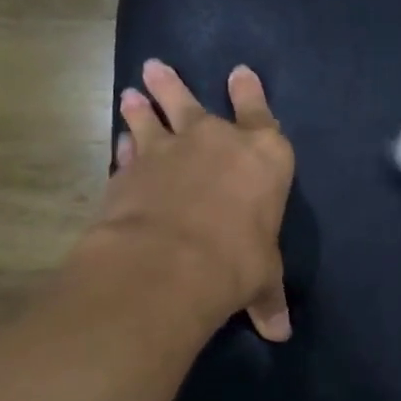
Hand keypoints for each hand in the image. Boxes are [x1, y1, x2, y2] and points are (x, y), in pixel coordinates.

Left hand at [89, 59, 294, 340]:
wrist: (172, 261)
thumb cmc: (237, 261)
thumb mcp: (262, 281)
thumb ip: (268, 298)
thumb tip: (280, 333)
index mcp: (264, 157)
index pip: (261, 114)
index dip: (251, 93)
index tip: (240, 73)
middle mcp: (216, 141)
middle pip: (194, 103)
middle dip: (176, 85)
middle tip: (157, 67)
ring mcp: (169, 149)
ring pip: (154, 116)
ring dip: (144, 105)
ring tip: (132, 93)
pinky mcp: (131, 168)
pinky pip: (129, 149)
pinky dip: (126, 146)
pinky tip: (119, 143)